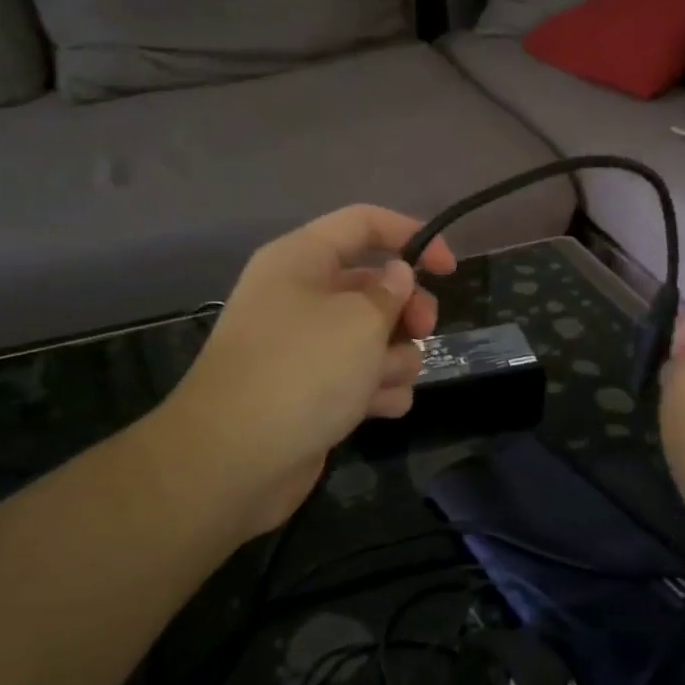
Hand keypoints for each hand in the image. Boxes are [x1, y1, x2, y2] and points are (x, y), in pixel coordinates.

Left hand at [146, 206, 454, 541]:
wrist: (234, 461)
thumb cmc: (302, 371)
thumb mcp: (360, 321)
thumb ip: (392, 292)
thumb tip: (398, 277)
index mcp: (302, 260)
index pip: (363, 223)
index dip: (412, 236)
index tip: (450, 269)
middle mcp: (301, 297)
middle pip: (374, 285)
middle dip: (407, 309)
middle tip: (423, 331)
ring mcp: (305, 348)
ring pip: (373, 337)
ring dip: (394, 358)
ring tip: (384, 382)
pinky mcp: (311, 392)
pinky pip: (359, 378)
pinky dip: (375, 391)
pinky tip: (379, 409)